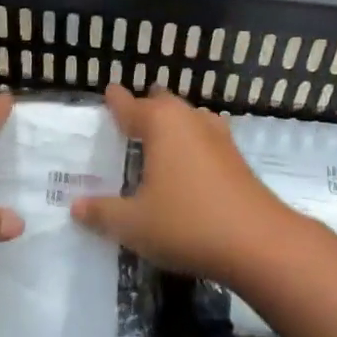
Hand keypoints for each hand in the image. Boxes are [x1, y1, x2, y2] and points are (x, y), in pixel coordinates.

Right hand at [71, 85, 301, 285]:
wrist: (260, 243)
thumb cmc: (187, 223)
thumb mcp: (134, 224)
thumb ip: (102, 212)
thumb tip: (76, 206)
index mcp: (161, 124)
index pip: (131, 105)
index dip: (116, 101)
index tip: (108, 92)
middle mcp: (190, 121)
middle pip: (163, 104)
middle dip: (146, 107)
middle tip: (128, 119)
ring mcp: (219, 138)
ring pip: (189, 119)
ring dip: (172, 125)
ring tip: (157, 139)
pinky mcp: (237, 160)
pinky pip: (205, 140)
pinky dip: (191, 145)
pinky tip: (187, 166)